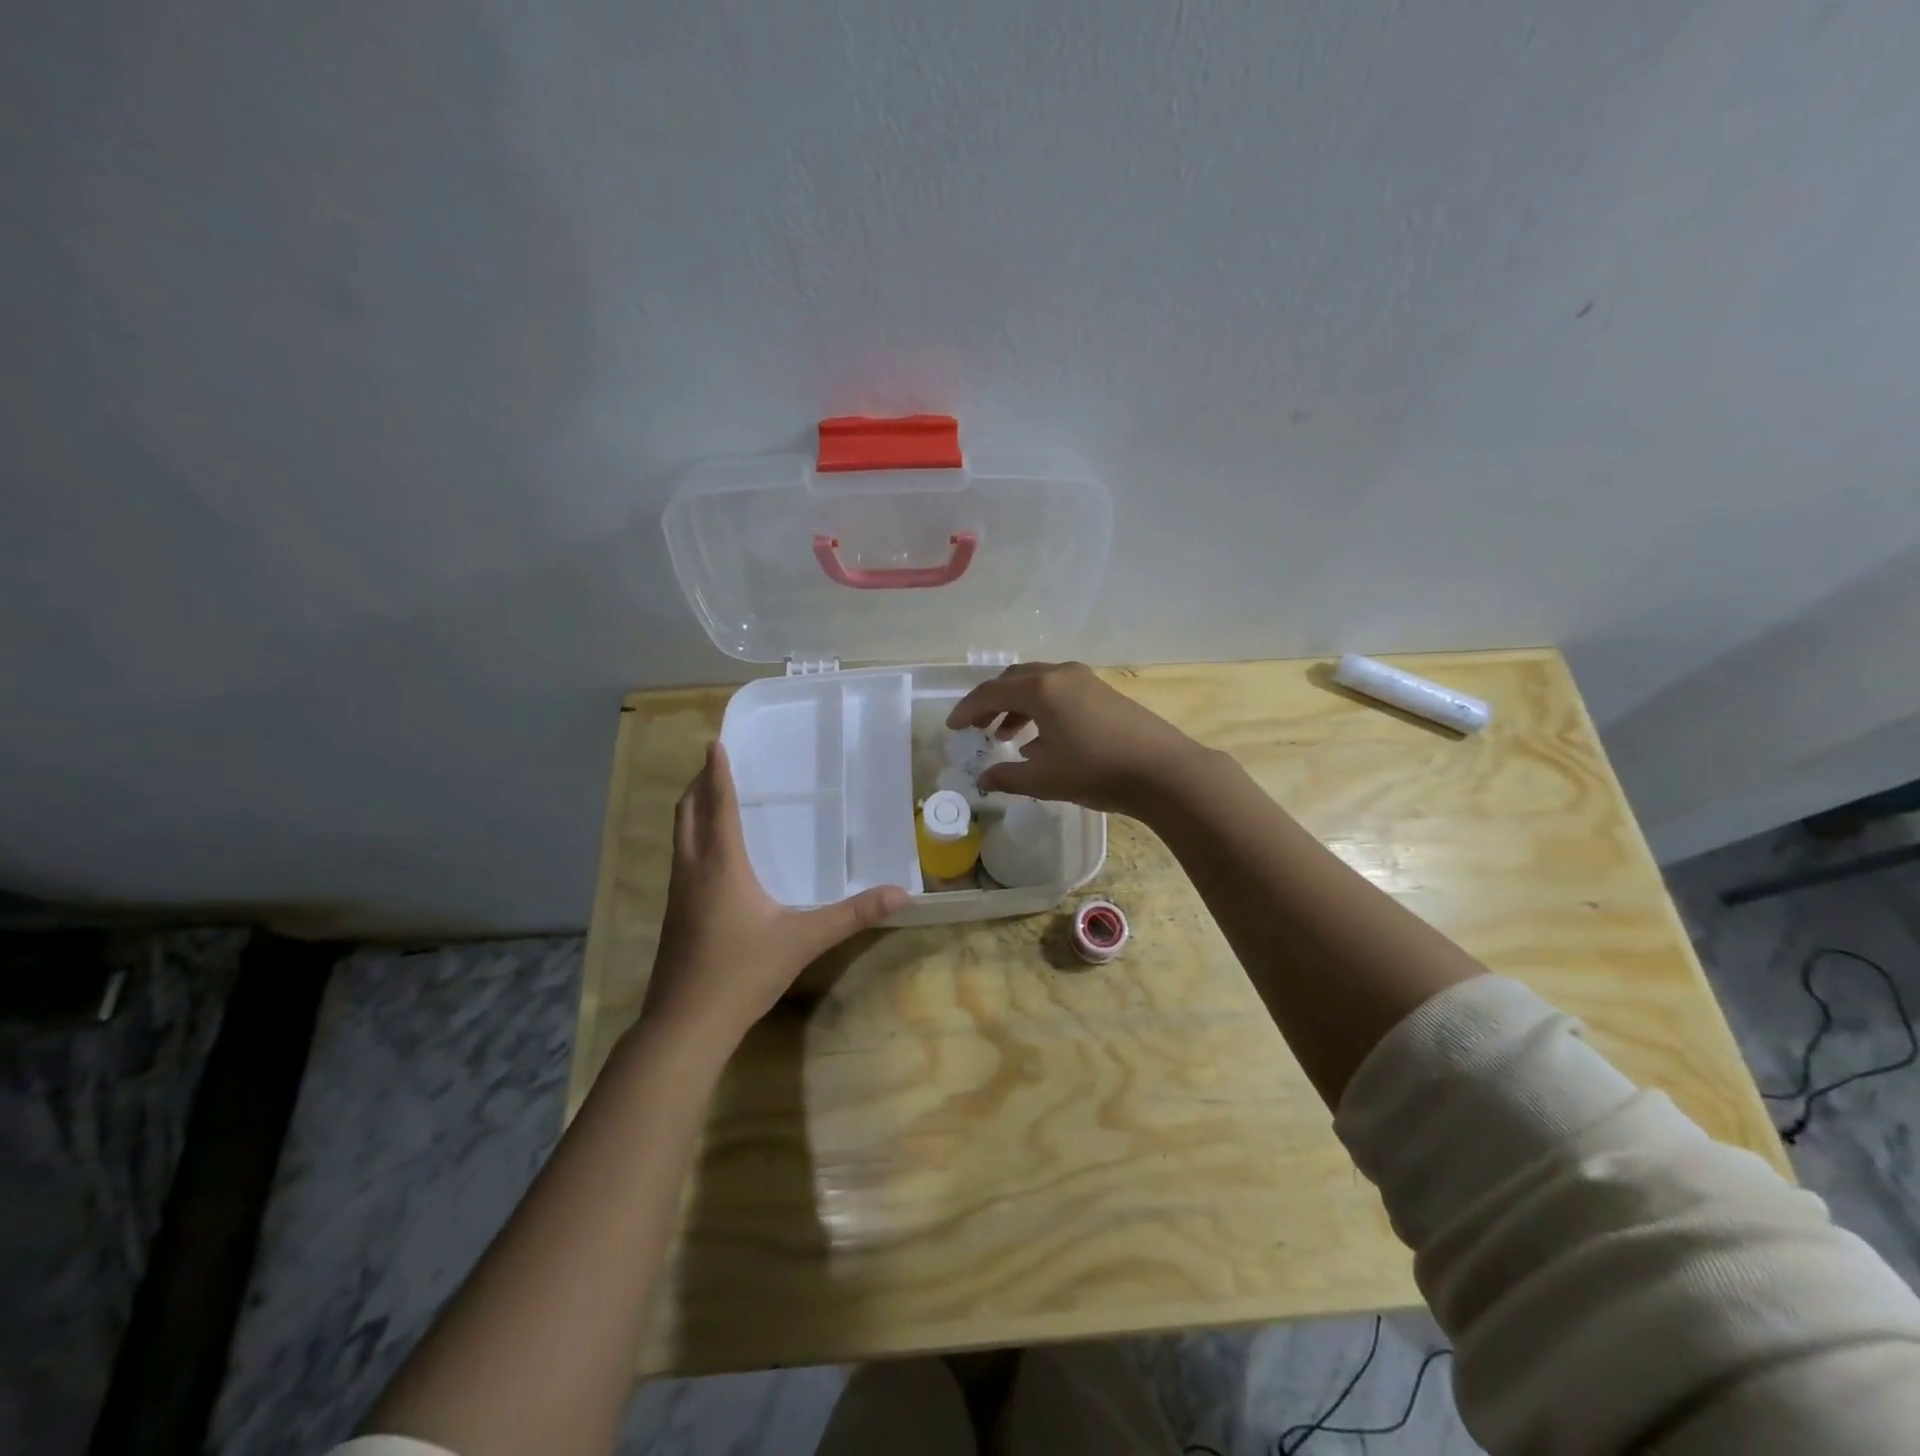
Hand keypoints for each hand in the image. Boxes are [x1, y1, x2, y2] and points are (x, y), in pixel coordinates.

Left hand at [642, 743, 907, 1049]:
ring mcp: (678, 894)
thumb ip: (851, 915)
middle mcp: (693, 871)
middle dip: (698, 785)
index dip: (717, 773)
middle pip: (688, 814)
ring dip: (691, 811)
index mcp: (722, 866)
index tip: (714, 743)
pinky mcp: (674, 915)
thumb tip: (900, 894)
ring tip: (709, 799)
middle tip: (713, 765)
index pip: (718, 806)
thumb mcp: (803, 940)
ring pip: (679, 837)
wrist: (686, 1024)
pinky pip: (680, 860)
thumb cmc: (742, 973)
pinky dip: (691, 839)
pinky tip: (710, 858)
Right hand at [944, 662, 1207, 814]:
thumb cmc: (1096, 771)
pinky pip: (1059, 692)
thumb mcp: (1044, 780)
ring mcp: (1085, 680)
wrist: (1163, 771)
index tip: (952, 727)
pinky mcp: (1103, 692)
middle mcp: (1060, 674)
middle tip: (976, 727)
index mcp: (1040, 689)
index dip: (967, 710)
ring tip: (1006, 736)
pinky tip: (1042, 741)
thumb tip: (982, 781)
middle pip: (1014, 680)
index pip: (991, 692)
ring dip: (1017, 707)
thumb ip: (1007, 777)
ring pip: (1039, 684)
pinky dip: (1041, 709)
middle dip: (991, 703)